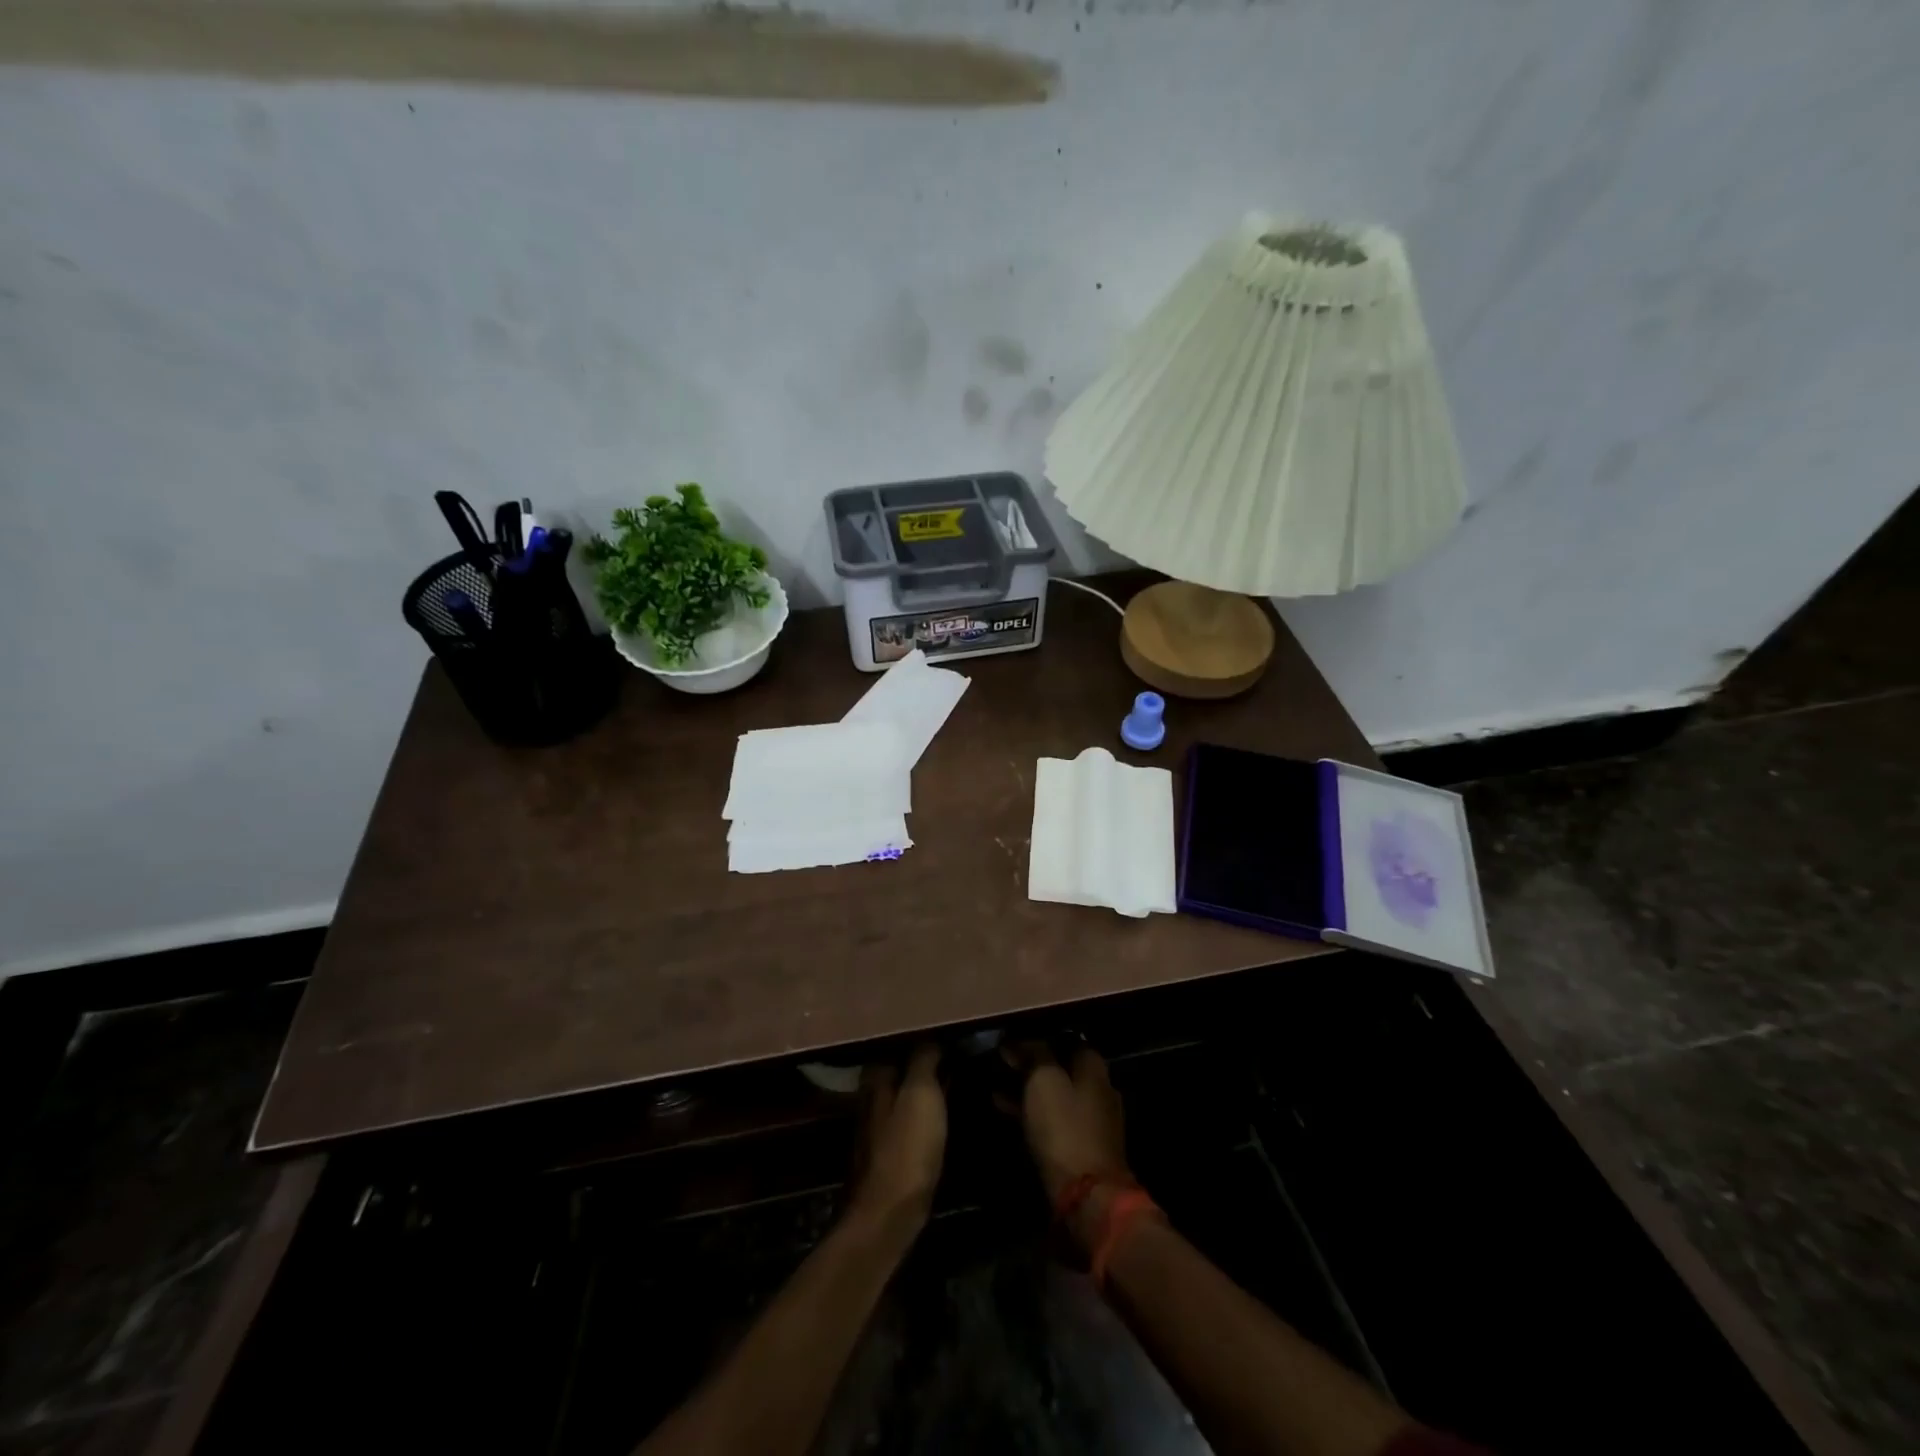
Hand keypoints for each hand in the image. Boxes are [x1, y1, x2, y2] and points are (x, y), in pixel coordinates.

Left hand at [850, 1044, 945, 1227]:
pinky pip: (915, 1114)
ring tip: (961, 1070)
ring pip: (908, 1090)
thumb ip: (924, 1058)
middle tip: (961, 1046)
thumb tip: (932, 1033)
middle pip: (902, 1066)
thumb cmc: (906, 1146)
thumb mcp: (921, 1092)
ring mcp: (881, 1124)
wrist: (890, 1213)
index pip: (898, 1042)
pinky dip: (930, 1105)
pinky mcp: (893, 1149)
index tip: (951, 1028)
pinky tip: (949, 1105)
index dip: (922, 1034)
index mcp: (876, 1077)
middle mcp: (873, 1095)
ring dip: (930, 1081)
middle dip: (926, 1056)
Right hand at [1006, 1042, 1130, 1206]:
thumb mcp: (1043, 1080)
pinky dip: (1032, 1111)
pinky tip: (1006, 1110)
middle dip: (1031, 1063)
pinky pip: (1053, 1118)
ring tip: (995, 1085)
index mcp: (1094, 1067)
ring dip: (1028, 1088)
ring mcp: (1092, 1120)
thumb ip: (1033, 1053)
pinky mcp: (1082, 1147)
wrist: (1087, 1195)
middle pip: (1061, 1066)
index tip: (1010, 1038)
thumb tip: (1017, 1040)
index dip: (1037, 1035)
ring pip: (1055, 1093)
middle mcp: (1099, 1088)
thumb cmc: (1064, 1127)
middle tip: (1000, 1061)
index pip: (1065, 1037)